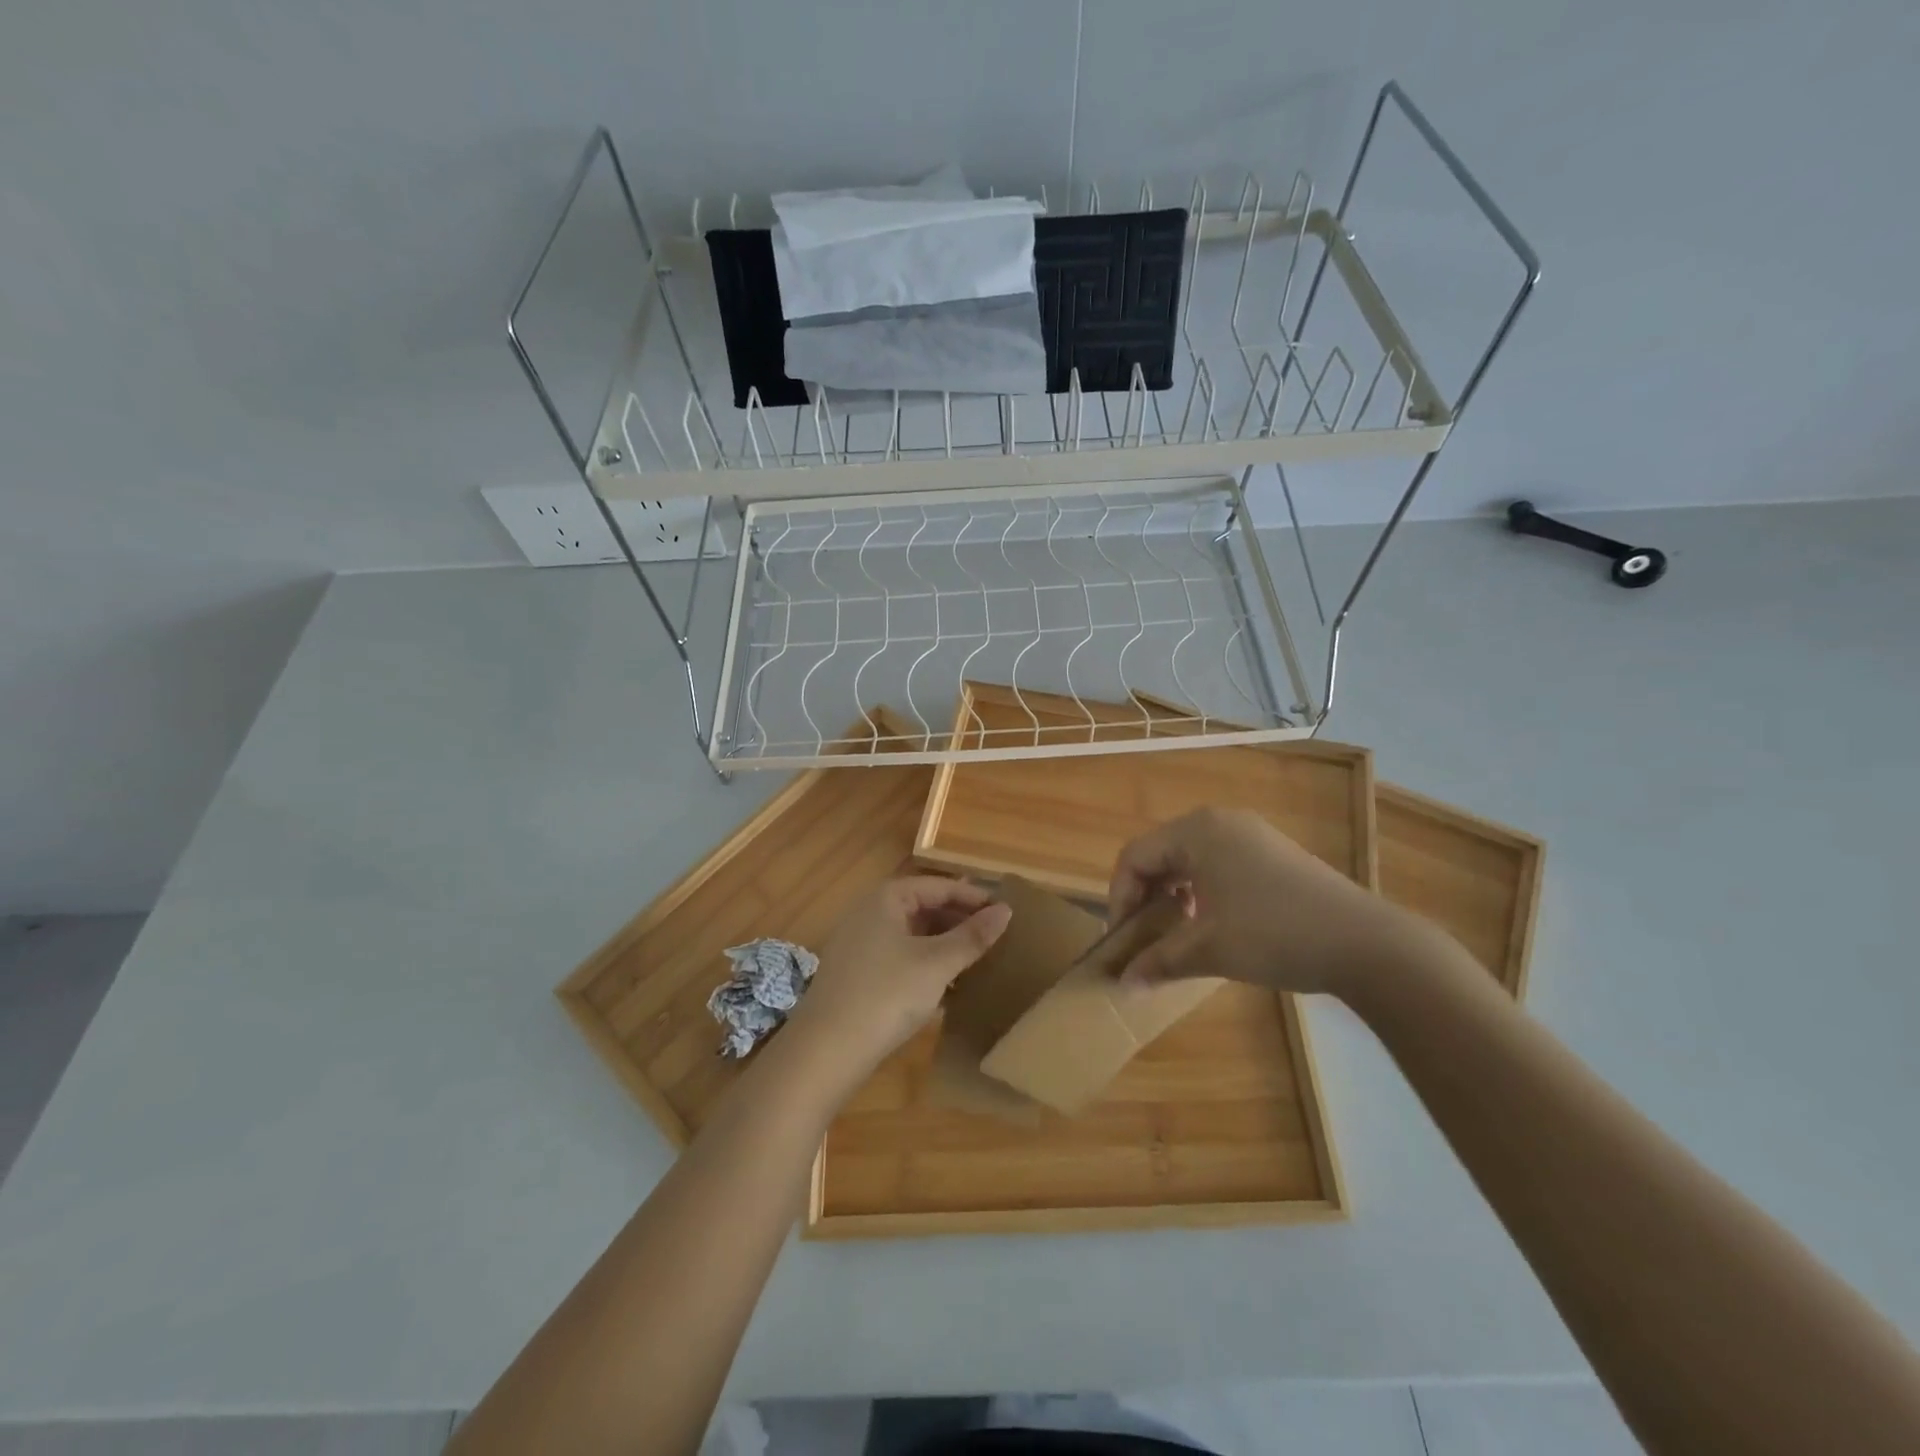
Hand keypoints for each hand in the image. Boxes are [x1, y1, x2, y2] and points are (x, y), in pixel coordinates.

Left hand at [786, 877, 1011, 1072]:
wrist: (825, 1051)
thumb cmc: (886, 995)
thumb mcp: (937, 964)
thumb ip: (972, 937)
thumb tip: (1006, 910)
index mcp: (887, 898)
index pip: (939, 886)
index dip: (974, 897)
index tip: (1007, 912)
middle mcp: (870, 913)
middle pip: (924, 907)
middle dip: (959, 920)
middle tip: (996, 937)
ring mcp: (860, 944)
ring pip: (912, 934)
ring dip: (944, 944)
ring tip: (977, 959)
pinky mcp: (857, 975)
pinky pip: (900, 957)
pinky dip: (926, 964)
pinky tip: (947, 985)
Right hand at [1108, 807, 1420, 998]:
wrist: (1365, 943)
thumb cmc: (1274, 935)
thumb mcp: (1208, 950)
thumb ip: (1158, 961)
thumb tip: (1123, 984)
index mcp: (1197, 831)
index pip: (1135, 857)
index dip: (1118, 898)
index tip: (1122, 941)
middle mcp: (1220, 821)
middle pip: (1160, 853)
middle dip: (1144, 896)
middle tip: (1142, 936)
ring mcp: (1250, 834)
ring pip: (1189, 859)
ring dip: (1171, 894)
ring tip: (1174, 931)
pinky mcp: (1272, 852)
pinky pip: (1217, 862)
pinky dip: (1200, 889)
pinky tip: (1211, 921)